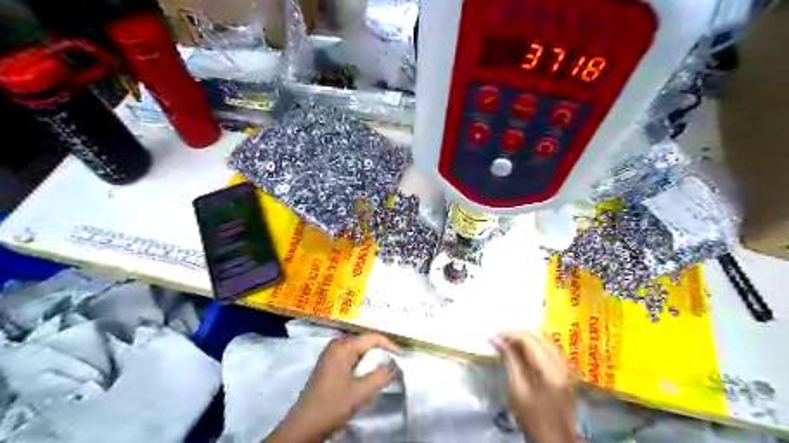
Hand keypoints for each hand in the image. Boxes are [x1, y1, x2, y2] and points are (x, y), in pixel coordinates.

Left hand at [265, 333, 400, 440]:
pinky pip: (351, 360)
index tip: (402, 359)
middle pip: (366, 344)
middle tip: (394, 368)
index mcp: (343, 346)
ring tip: (383, 374)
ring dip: (372, 363)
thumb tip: (396, 366)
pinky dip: (362, 368)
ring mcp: (331, 355)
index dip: (390, 346)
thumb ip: (381, 376)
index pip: (372, 338)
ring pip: (359, 353)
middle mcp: (336, 345)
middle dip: (381, 355)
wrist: (304, 426)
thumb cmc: (332, 405)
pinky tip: (367, 380)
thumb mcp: (361, 392)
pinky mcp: (329, 366)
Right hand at [495, 330, 577, 442]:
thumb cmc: (533, 416)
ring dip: (526, 340)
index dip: (509, 334)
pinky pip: (548, 350)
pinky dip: (534, 347)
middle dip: (517, 335)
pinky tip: (523, 352)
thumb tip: (498, 340)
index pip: (528, 338)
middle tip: (500, 340)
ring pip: (544, 341)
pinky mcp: (563, 372)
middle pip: (538, 337)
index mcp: (549, 367)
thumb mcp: (517, 389)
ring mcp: (564, 367)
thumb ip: (511, 361)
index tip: (493, 337)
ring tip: (509, 344)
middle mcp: (560, 362)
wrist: (556, 439)